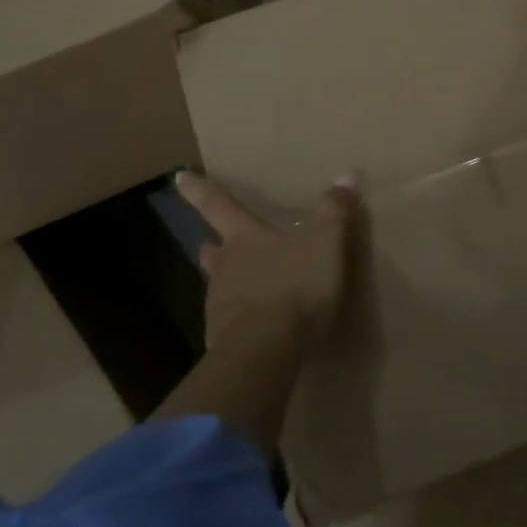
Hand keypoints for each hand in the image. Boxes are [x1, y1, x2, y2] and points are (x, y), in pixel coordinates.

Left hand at [175, 171, 362, 348]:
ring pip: (218, 286)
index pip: (217, 204)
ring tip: (243, 286)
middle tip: (214, 241)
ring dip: (227, 282)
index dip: (198, 189)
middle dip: (214, 244)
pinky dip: (239, 318)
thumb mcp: (325, 242)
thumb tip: (347, 176)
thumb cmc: (294, 285)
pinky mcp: (222, 340)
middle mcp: (225, 266)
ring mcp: (220, 305)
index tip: (179, 177)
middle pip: (213, 250)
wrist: (265, 350)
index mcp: (244, 238)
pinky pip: (229, 322)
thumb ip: (334, 211)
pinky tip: (255, 326)